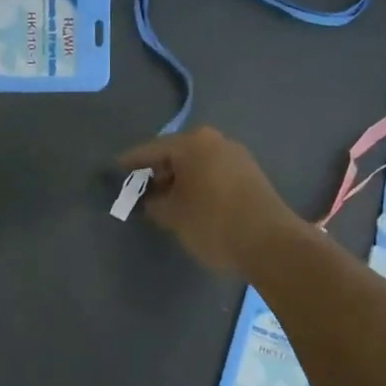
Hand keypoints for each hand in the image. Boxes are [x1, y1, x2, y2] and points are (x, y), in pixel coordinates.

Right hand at [117, 127, 306, 274]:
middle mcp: (215, 141)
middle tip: (138, 189)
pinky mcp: (250, 175)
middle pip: (175, 153)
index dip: (131, 162)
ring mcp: (236, 156)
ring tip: (162, 200)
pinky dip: (196, 184)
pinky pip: (212, 173)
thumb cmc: (213, 222)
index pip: (151, 150)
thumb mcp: (172, 215)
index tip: (114, 170)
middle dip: (156, 171)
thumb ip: (153, 202)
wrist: (271, 244)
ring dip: (178, 179)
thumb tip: (152, 199)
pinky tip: (188, 203)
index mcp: (193, 143)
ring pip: (196, 164)